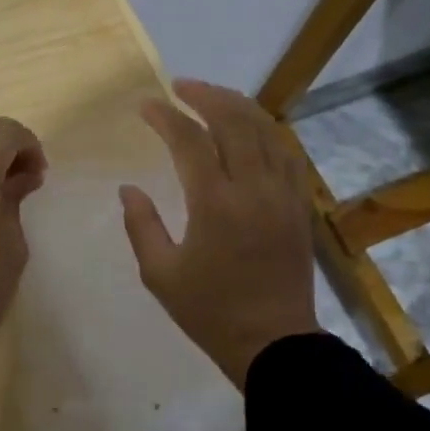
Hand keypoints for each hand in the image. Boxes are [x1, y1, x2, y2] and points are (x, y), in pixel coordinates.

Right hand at [119, 80, 318, 386]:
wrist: (274, 343)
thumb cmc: (210, 312)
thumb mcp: (160, 274)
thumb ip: (141, 225)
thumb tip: (129, 189)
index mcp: (215, 205)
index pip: (190, 141)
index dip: (166, 117)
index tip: (146, 105)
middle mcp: (253, 189)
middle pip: (234, 121)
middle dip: (205, 95)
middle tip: (181, 86)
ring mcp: (283, 194)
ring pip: (265, 130)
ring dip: (238, 105)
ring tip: (213, 96)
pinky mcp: (300, 205)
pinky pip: (286, 153)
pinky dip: (266, 131)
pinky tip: (251, 128)